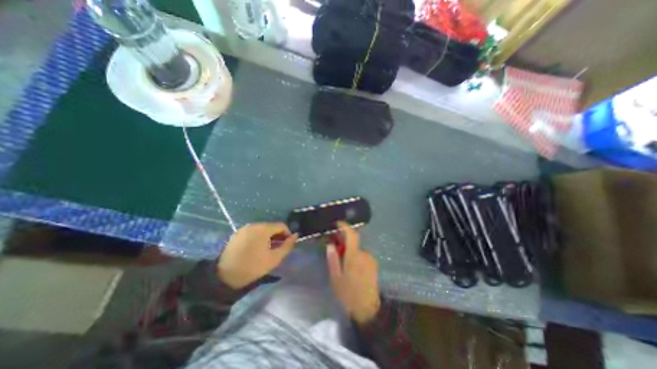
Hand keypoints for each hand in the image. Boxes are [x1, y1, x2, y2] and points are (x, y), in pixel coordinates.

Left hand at [217, 224, 299, 289]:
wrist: (225, 277)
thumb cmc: (253, 267)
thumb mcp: (274, 258)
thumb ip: (287, 245)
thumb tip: (296, 235)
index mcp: (263, 229)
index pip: (281, 225)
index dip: (287, 234)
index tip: (287, 245)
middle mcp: (253, 224)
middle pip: (271, 226)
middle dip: (277, 235)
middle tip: (278, 248)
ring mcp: (244, 228)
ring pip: (262, 229)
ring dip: (268, 236)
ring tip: (267, 249)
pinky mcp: (237, 234)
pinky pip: (252, 232)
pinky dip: (258, 237)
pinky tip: (256, 248)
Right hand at [327, 220, 382, 324]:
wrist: (368, 309)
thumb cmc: (348, 294)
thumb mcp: (336, 278)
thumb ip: (333, 259)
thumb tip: (330, 245)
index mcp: (354, 256)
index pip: (352, 235)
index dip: (345, 227)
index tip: (337, 223)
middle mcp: (364, 254)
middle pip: (353, 242)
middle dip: (343, 241)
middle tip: (334, 245)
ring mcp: (370, 259)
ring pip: (357, 249)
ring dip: (349, 250)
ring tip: (341, 259)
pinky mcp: (373, 265)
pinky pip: (362, 255)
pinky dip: (355, 255)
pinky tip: (350, 266)